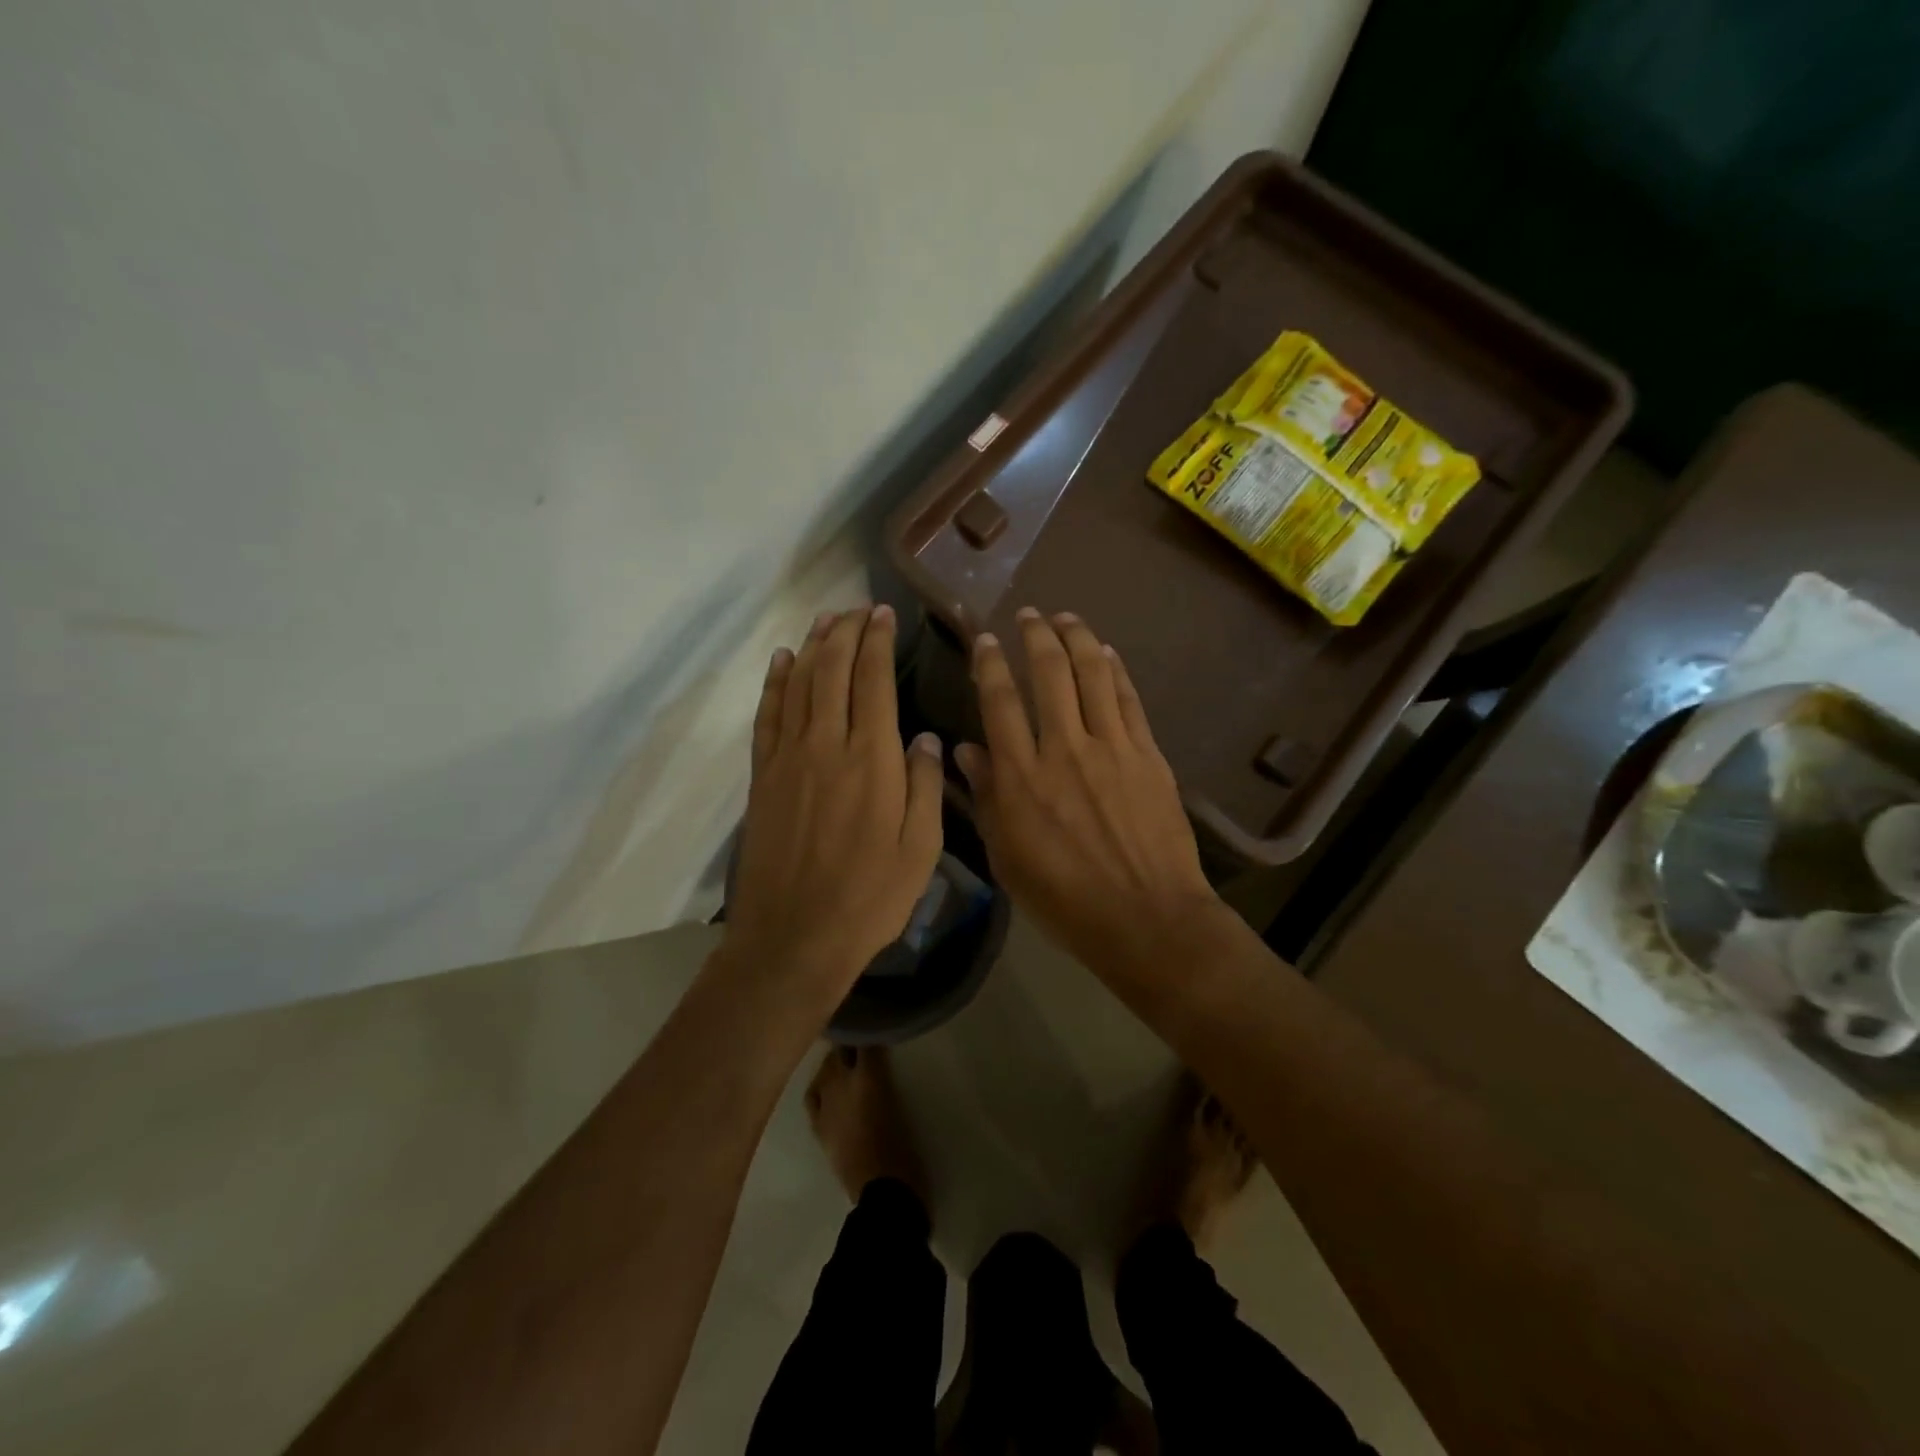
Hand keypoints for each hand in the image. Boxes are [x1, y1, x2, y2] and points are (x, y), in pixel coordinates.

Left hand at [724, 606, 945, 997]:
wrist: (794, 937)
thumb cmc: (870, 898)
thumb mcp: (921, 850)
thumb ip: (925, 787)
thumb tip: (926, 739)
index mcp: (872, 759)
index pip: (874, 681)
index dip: (878, 642)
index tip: (885, 615)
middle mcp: (827, 745)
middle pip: (832, 671)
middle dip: (846, 633)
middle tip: (859, 609)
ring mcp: (788, 759)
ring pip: (798, 684)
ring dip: (812, 647)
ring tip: (826, 620)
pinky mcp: (762, 777)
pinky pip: (767, 715)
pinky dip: (774, 682)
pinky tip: (780, 660)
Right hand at [954, 608, 1226, 985]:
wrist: (1146, 918)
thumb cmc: (1065, 898)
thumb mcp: (1008, 858)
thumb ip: (987, 798)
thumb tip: (965, 750)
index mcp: (1021, 777)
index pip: (999, 702)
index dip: (989, 664)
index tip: (984, 640)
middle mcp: (1064, 749)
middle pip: (1048, 673)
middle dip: (1035, 635)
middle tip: (1028, 616)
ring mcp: (1111, 747)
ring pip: (1092, 674)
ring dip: (1077, 638)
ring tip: (1065, 617)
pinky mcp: (1148, 755)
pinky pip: (1129, 700)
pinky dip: (1116, 670)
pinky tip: (1107, 653)